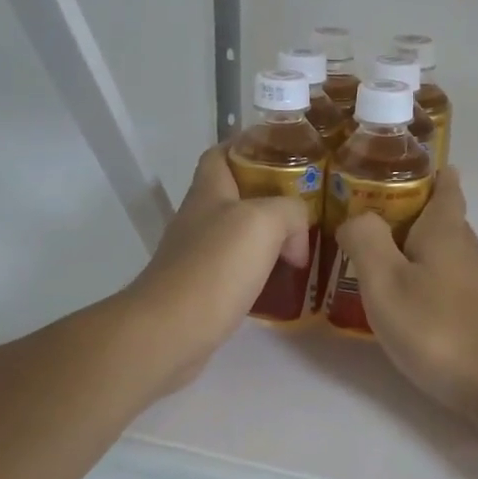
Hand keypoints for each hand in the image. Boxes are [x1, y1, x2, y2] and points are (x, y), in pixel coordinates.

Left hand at [121, 145, 312, 392]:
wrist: (169, 332)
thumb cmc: (214, 267)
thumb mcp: (262, 222)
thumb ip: (289, 211)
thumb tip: (296, 236)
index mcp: (208, 192)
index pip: (222, 153)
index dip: (249, 146)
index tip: (286, 153)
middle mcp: (199, 219)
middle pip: (236, 195)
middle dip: (271, 196)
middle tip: (308, 205)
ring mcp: (198, 256)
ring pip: (239, 235)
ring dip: (270, 237)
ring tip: (304, 245)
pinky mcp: (202, 290)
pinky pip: (238, 270)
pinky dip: (262, 271)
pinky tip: (283, 282)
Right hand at [333, 167, 477, 423]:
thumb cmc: (439, 327)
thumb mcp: (386, 281)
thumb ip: (366, 241)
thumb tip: (356, 218)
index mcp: (445, 232)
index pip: (445, 187)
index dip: (431, 173)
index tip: (408, 165)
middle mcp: (468, 252)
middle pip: (444, 220)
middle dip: (415, 213)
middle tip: (374, 215)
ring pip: (446, 255)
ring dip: (418, 251)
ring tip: (382, 259)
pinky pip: (449, 286)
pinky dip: (428, 282)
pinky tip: (409, 304)